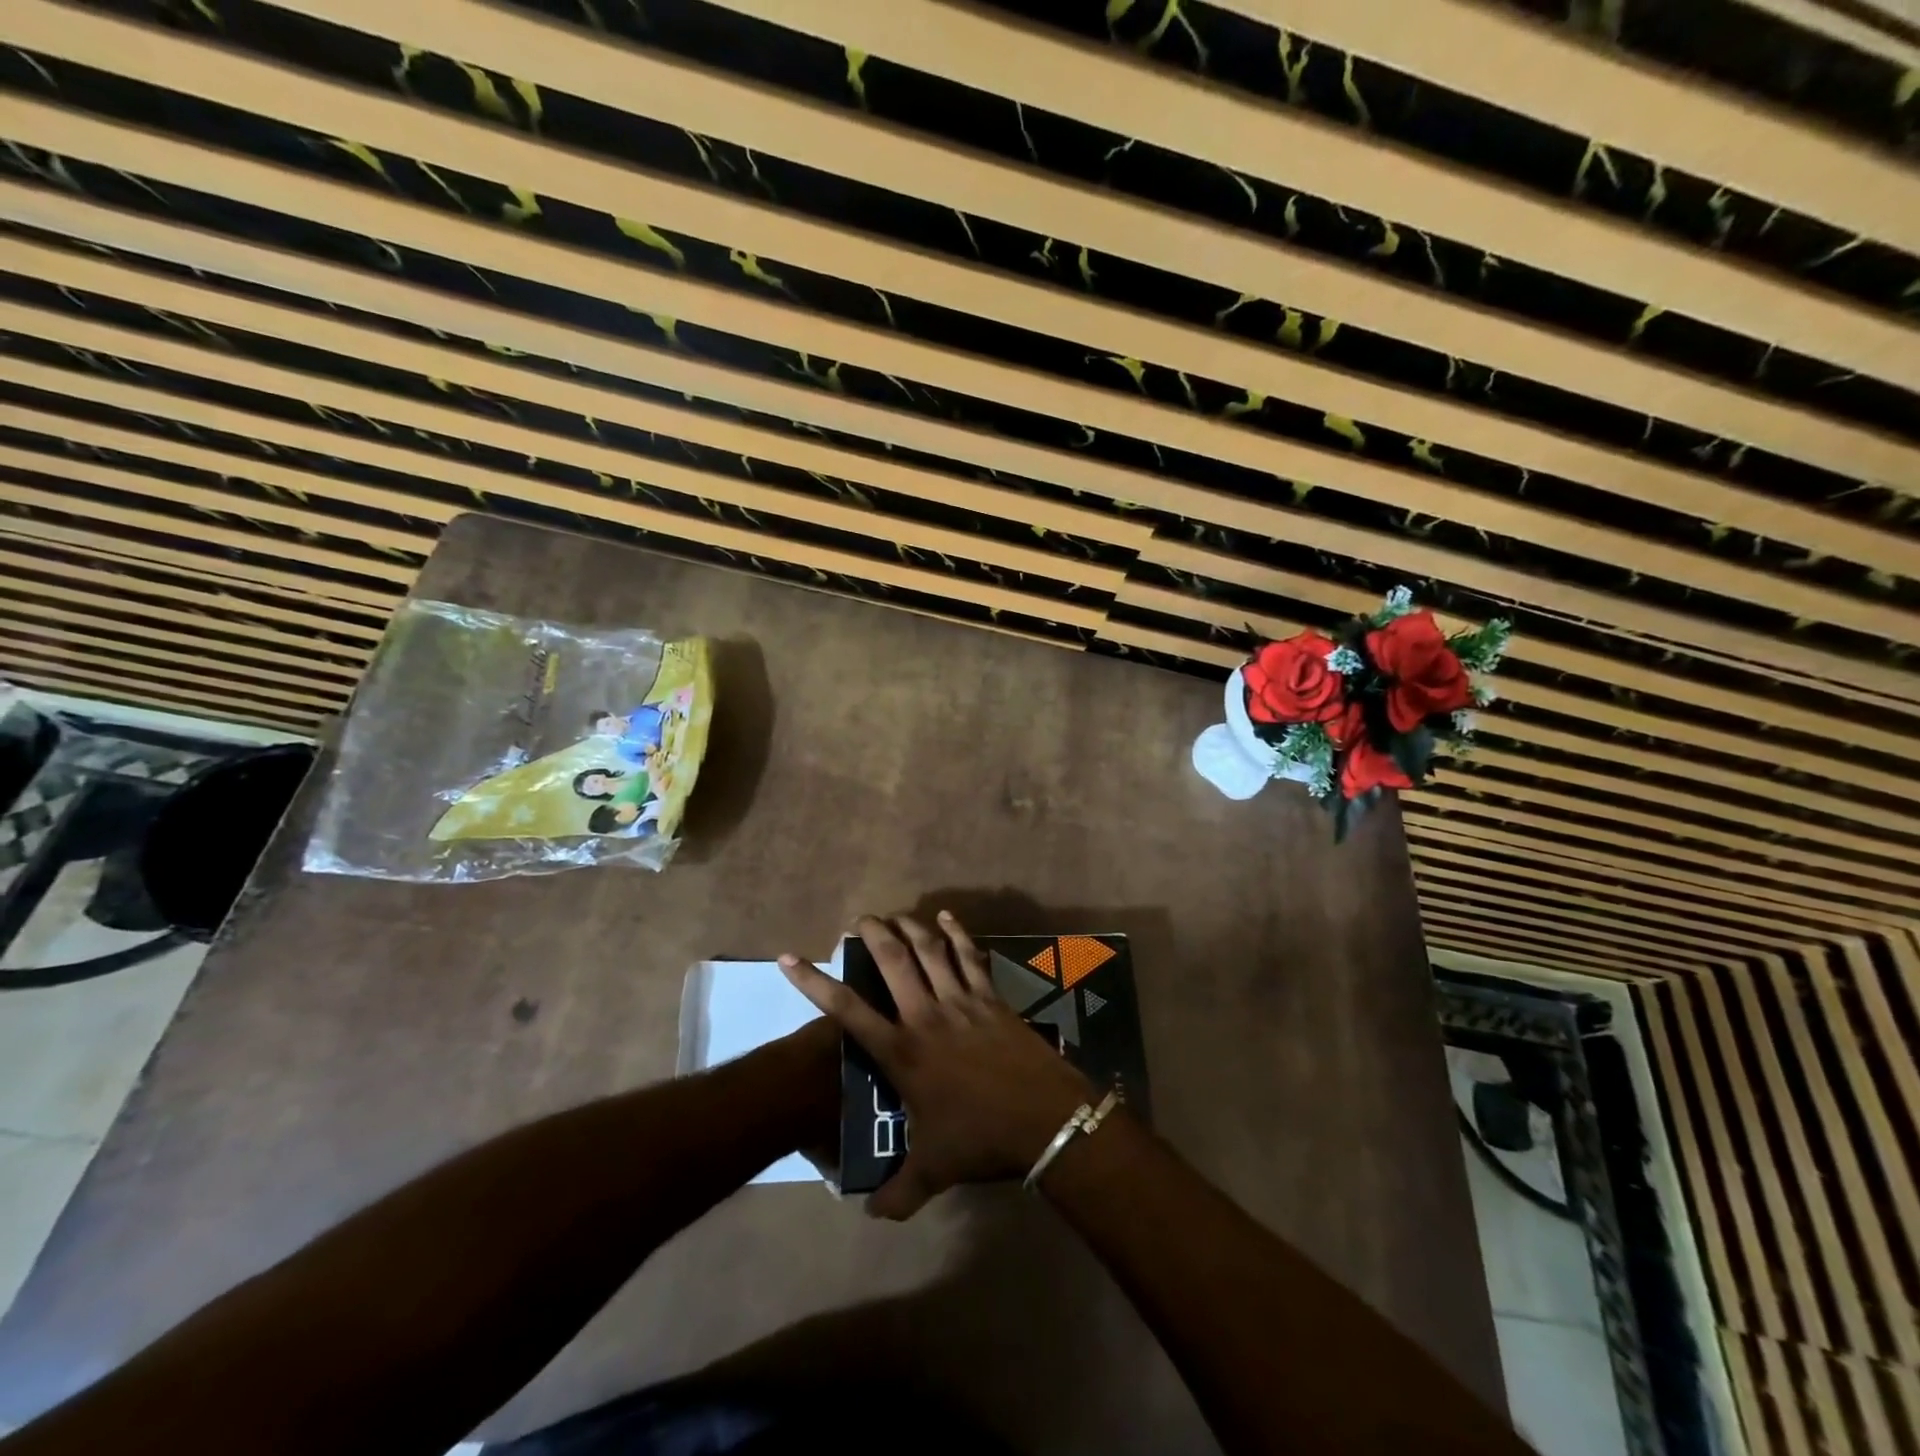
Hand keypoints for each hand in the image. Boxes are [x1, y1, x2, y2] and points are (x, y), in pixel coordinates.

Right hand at [780, 912, 1093, 1219]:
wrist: (1043, 1119)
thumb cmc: (981, 1139)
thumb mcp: (933, 1171)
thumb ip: (898, 1192)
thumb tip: (870, 1215)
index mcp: (902, 1052)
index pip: (847, 1010)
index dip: (814, 982)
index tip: (789, 958)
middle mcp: (925, 1016)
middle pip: (893, 962)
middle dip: (872, 935)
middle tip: (859, 919)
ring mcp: (961, 1001)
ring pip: (930, 951)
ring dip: (910, 927)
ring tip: (896, 915)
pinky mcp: (991, 997)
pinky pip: (970, 956)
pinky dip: (957, 933)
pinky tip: (947, 917)